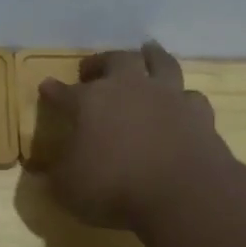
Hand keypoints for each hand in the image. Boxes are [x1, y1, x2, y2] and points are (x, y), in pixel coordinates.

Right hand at [32, 42, 236, 230]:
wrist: (183, 194)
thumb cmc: (114, 188)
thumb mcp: (68, 189)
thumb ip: (56, 176)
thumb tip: (45, 172)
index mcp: (90, 102)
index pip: (64, 92)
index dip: (53, 90)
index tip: (46, 87)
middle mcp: (129, 89)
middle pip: (115, 60)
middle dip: (101, 62)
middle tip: (92, 68)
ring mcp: (168, 97)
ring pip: (160, 63)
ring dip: (151, 56)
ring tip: (147, 52)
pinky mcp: (199, 114)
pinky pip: (190, 96)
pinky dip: (183, 97)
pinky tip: (181, 101)